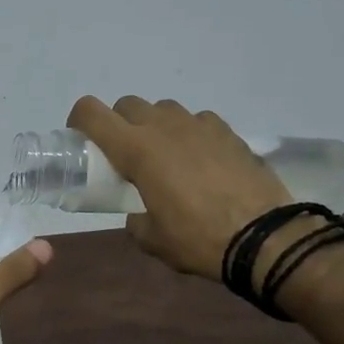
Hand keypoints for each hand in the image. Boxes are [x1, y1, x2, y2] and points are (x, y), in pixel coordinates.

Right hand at [67, 96, 290, 279]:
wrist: (264, 237)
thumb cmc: (197, 238)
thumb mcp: (151, 238)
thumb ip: (135, 219)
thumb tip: (139, 214)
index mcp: (136, 149)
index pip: (91, 112)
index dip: (79, 120)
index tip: (81, 140)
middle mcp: (164, 127)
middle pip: (127, 105)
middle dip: (118, 124)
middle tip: (124, 154)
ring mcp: (199, 125)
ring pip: (164, 109)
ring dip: (155, 125)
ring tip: (164, 156)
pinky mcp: (228, 132)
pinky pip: (197, 121)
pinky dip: (190, 134)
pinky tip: (199, 160)